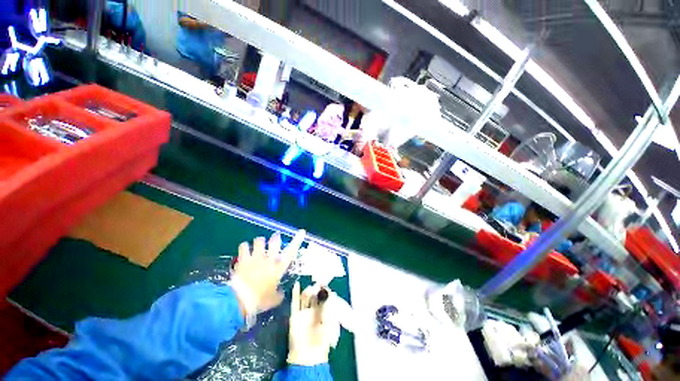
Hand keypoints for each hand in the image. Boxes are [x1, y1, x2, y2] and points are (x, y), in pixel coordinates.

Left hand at [232, 230, 305, 315]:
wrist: (241, 300)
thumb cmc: (260, 300)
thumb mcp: (273, 300)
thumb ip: (279, 294)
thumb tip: (281, 292)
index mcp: (279, 268)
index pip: (291, 251)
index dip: (297, 240)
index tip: (302, 231)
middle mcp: (269, 259)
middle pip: (275, 241)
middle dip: (275, 237)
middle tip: (275, 236)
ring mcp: (256, 258)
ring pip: (260, 240)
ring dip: (260, 242)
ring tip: (258, 245)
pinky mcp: (244, 259)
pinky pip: (244, 246)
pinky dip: (244, 247)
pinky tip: (244, 250)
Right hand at [287, 282, 339, 365]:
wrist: (308, 354)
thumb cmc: (323, 339)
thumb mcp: (330, 322)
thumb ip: (330, 307)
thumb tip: (331, 293)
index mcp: (325, 311)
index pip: (324, 296)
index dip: (324, 289)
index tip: (324, 282)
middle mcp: (314, 310)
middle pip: (315, 295)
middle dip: (316, 288)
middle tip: (318, 283)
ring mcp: (304, 312)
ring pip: (306, 297)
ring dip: (308, 290)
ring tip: (311, 288)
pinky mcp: (295, 316)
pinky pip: (295, 302)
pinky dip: (295, 293)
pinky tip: (296, 284)